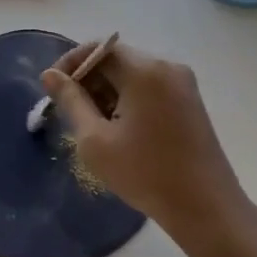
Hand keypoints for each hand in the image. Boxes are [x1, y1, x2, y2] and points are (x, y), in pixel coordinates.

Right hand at [42, 42, 256, 246]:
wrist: (206, 208)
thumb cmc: (145, 174)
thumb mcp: (95, 140)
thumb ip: (70, 101)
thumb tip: (50, 75)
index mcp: (145, 71)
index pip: (98, 49)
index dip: (70, 64)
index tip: (53, 90)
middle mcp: (167, 67)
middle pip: (116, 59)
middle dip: (89, 80)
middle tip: (70, 112)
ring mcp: (183, 83)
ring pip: (132, 74)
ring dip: (108, 91)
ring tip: (94, 125)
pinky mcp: (190, 101)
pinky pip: (150, 87)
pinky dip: (129, 99)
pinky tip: (120, 130)